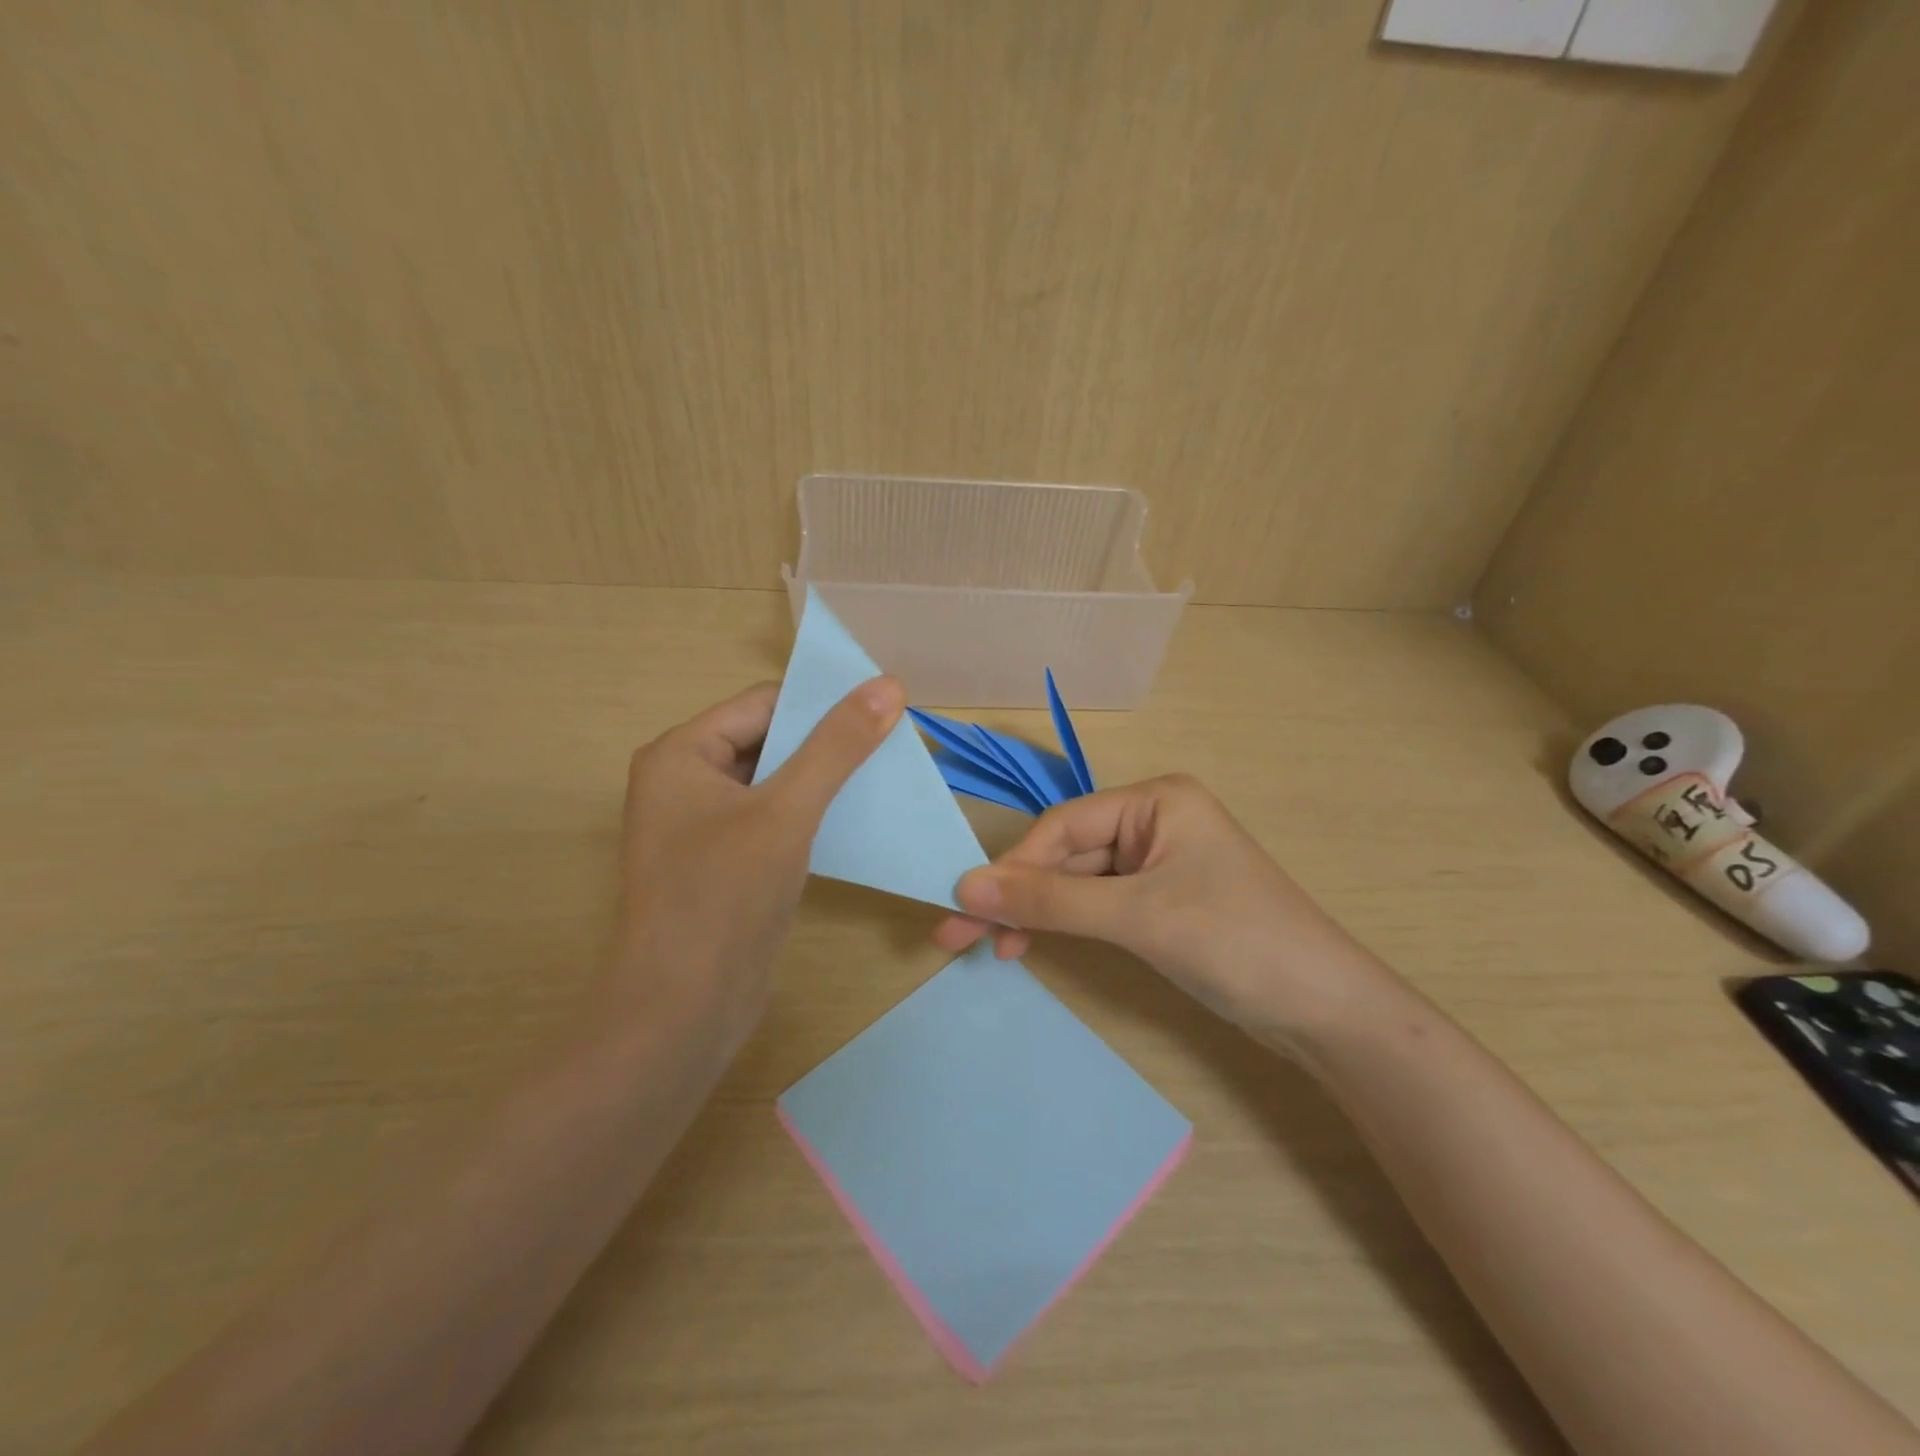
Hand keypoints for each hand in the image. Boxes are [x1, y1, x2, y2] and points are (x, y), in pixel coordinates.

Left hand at [611, 677, 904, 1058]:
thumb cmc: (724, 897)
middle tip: (893, 743)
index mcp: (680, 754)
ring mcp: (702, 825)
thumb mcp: (787, 811)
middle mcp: (685, 781)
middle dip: (827, 743)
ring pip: (775, 781)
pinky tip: (856, 818)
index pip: (763, 704)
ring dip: (824, 779)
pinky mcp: (724, 862)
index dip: (823, 702)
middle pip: (769, 740)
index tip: (885, 708)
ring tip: (884, 775)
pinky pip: (773, 819)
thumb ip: (837, 746)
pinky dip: (811, 814)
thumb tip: (888, 685)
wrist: (684, 1010)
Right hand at [932, 775, 1391, 1044]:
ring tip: (990, 947)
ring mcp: (1158, 864)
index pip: (1064, 827)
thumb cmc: (1236, 942)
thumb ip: (1050, 902)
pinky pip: (1098, 904)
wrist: (1326, 1012)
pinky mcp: (1161, 902)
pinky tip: (1032, 944)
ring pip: (1078, 882)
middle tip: (960, 933)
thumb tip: (964, 887)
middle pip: (1067, 854)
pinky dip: (1066, 925)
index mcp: (1156, 800)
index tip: (965, 904)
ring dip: (1036, 913)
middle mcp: (1154, 822)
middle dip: (1018, 895)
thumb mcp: (1137, 917)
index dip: (1014, 866)